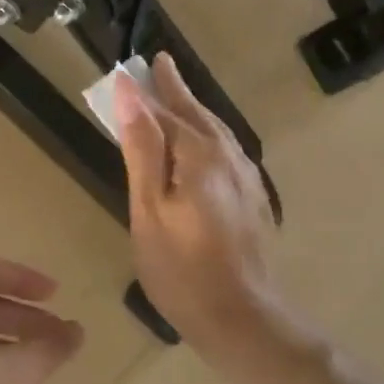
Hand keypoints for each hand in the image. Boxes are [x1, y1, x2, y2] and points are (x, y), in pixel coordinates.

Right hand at [114, 53, 282, 362]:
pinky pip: (228, 151)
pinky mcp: (253, 199)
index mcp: (200, 155)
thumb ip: (142, 148)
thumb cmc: (182, 268)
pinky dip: (210, 135)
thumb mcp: (149, 208)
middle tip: (159, 65)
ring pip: (217, 131)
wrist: (242, 318)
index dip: (146, 92)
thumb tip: (130, 93)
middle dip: (175, 90)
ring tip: (177, 95)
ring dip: (194, 109)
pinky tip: (205, 143)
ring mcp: (247, 179)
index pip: (166, 111)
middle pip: (197, 114)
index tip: (131, 68)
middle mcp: (229, 157)